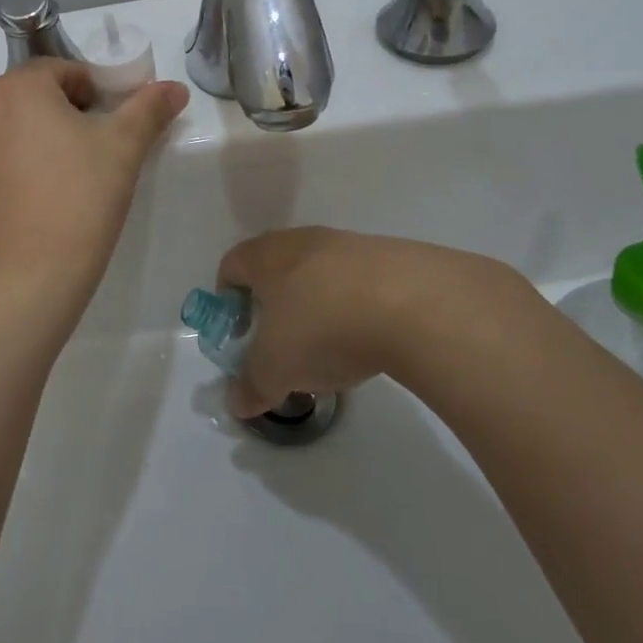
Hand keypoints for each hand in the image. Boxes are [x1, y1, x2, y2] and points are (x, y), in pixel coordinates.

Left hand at [0, 60, 189, 325]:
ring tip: (69, 186)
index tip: (113, 127)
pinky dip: (17, 179)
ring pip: (13, 136)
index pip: (63, 71)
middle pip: (34, 101)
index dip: (95, 93)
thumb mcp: (124, 149)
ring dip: (40, 147)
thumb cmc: (79, 200)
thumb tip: (175, 88)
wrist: (26, 281)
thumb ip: (149, 109)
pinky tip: (40, 210)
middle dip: (68, 118)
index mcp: (17, 90)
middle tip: (97, 156)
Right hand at [216, 227, 533, 416]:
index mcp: (266, 256)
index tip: (240, 329)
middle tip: (282, 340)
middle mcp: (303, 240)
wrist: (414, 304)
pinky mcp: (392, 258)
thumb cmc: (323, 327)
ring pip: (321, 273)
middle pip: (277, 266)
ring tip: (330, 345)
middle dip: (275, 302)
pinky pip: (361, 283)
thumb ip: (252, 384)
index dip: (228, 296)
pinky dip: (357, 307)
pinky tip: (370, 340)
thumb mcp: (276, 368)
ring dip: (319, 303)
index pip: (232, 264)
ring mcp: (350, 244)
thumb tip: (237, 402)